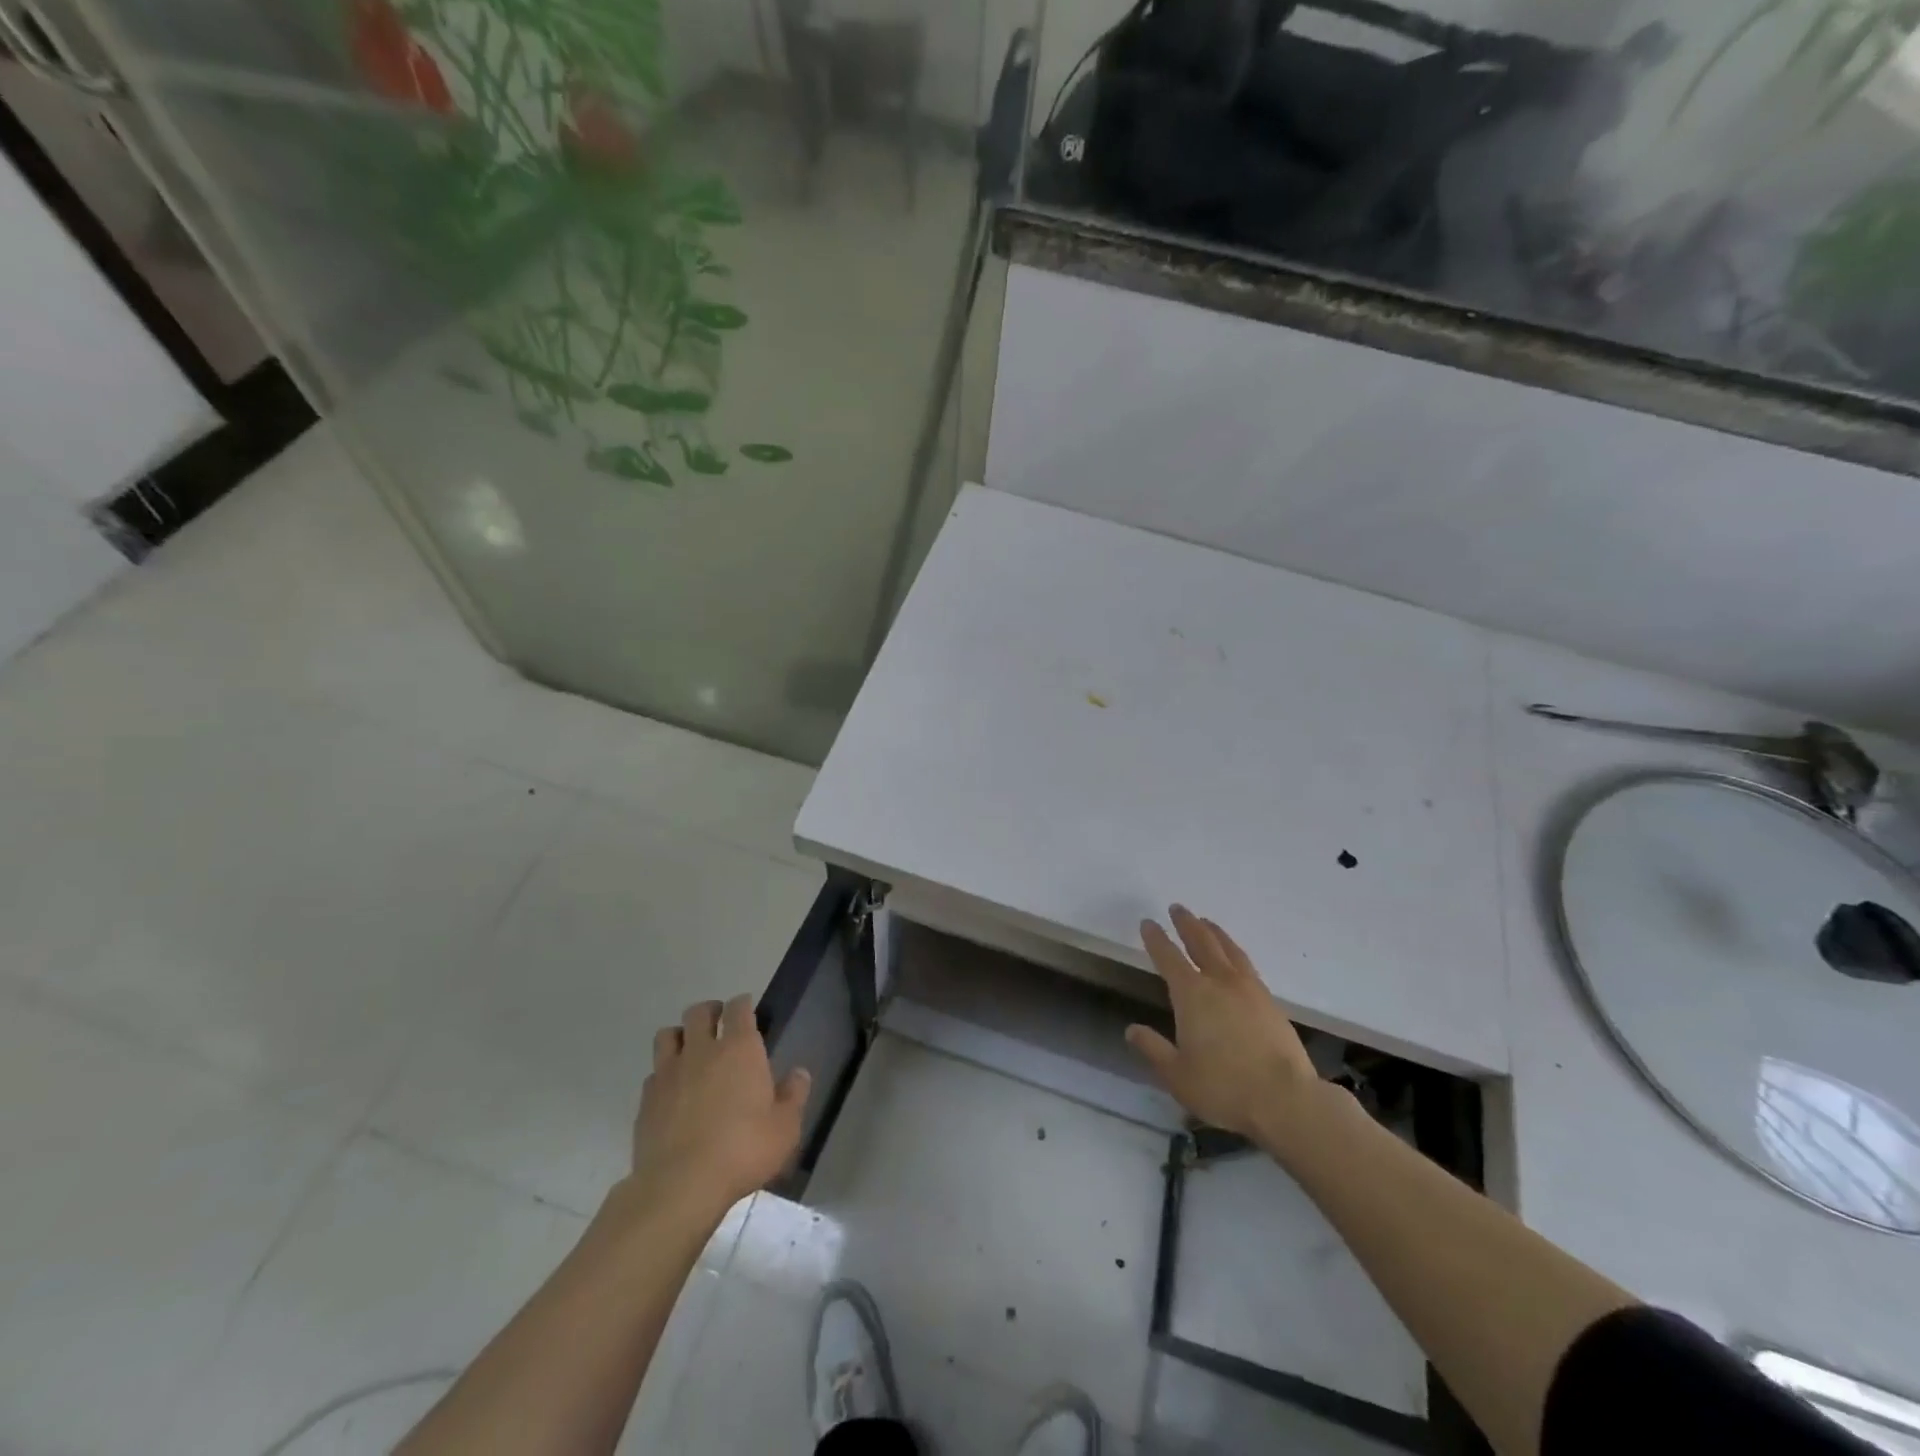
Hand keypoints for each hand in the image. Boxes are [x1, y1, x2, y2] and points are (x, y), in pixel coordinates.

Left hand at [629, 995, 811, 1216]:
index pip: (739, 1007)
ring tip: (690, 1051)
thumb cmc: (743, 1150)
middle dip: (710, 1012)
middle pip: (699, 1011)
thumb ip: (794, 1095)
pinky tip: (672, 1092)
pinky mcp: (646, 1100)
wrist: (680, 1185)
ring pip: (667, 1035)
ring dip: (680, 1036)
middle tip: (719, 1024)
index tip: (748, 1010)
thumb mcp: (785, 1127)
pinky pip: (653, 1073)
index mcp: (740, 1048)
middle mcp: (702, 1050)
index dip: (743, 1004)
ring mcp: (669, 1073)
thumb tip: (799, 1073)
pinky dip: (663, 1074)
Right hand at [1126, 906, 1326, 1148]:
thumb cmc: (1224, 1087)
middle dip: (1187, 924)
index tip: (1148, 923)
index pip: (1168, 957)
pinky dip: (1234, 952)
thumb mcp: (1177, 1075)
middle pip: (1201, 942)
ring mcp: (1249, 989)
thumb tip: (1132, 1030)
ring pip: (1228, 949)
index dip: (1156, 939)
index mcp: (1192, 994)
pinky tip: (1234, 959)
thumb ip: (1153, 1049)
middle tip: (1178, 908)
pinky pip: (1246, 965)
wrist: (1287, 1100)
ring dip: (1214, 932)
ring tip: (1206, 923)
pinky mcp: (1271, 1002)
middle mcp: (1220, 982)